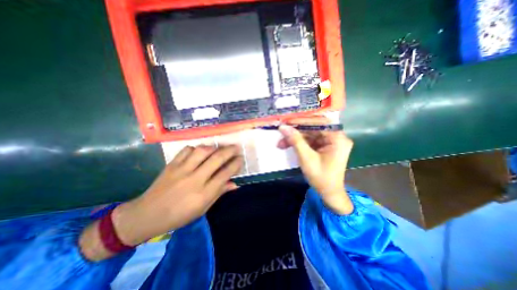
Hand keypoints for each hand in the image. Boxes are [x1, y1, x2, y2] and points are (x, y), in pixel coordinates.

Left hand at [81, 145, 242, 260]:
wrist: (147, 215)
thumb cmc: (179, 216)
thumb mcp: (203, 208)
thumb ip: (219, 193)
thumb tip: (235, 184)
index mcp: (203, 193)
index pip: (225, 173)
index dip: (235, 164)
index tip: (241, 159)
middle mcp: (194, 179)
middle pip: (216, 159)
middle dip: (229, 151)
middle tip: (236, 148)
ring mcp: (181, 170)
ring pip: (202, 151)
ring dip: (214, 147)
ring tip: (219, 148)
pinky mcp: (171, 165)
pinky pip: (187, 150)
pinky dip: (196, 148)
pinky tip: (200, 151)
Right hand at [279, 116, 355, 215]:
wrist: (328, 192)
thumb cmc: (320, 177)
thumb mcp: (306, 158)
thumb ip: (295, 141)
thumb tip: (283, 127)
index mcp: (337, 138)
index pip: (318, 123)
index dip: (301, 121)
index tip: (287, 121)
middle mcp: (336, 137)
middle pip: (313, 129)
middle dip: (295, 133)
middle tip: (281, 133)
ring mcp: (330, 142)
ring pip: (309, 135)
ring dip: (295, 139)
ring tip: (281, 144)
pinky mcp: (324, 146)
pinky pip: (310, 141)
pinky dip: (299, 143)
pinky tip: (288, 145)